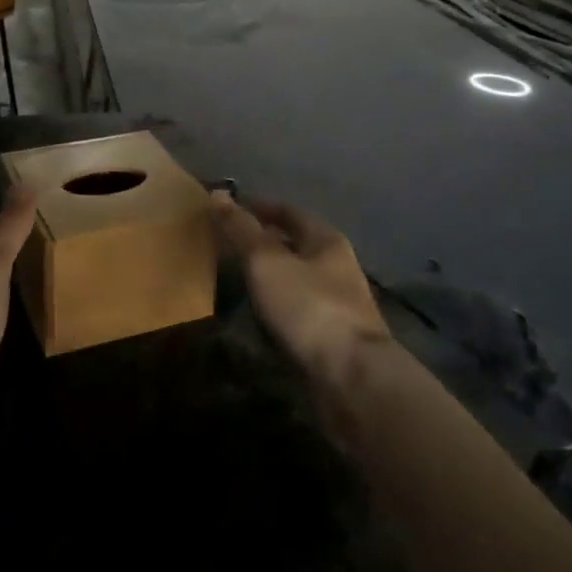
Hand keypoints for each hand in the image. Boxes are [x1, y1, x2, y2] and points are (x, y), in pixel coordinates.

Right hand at [210, 191, 390, 387]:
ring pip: (298, 279)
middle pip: (296, 245)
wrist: (353, 379)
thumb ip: (241, 228)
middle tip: (228, 246)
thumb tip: (218, 193)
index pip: (288, 211)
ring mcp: (340, 304)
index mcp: (326, 240)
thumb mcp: (266, 261)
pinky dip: (278, 308)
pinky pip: (299, 312)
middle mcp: (338, 266)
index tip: (229, 210)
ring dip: (271, 278)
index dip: (259, 207)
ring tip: (238, 281)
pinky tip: (260, 318)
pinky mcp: (336, 338)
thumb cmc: (309, 307)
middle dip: (264, 243)